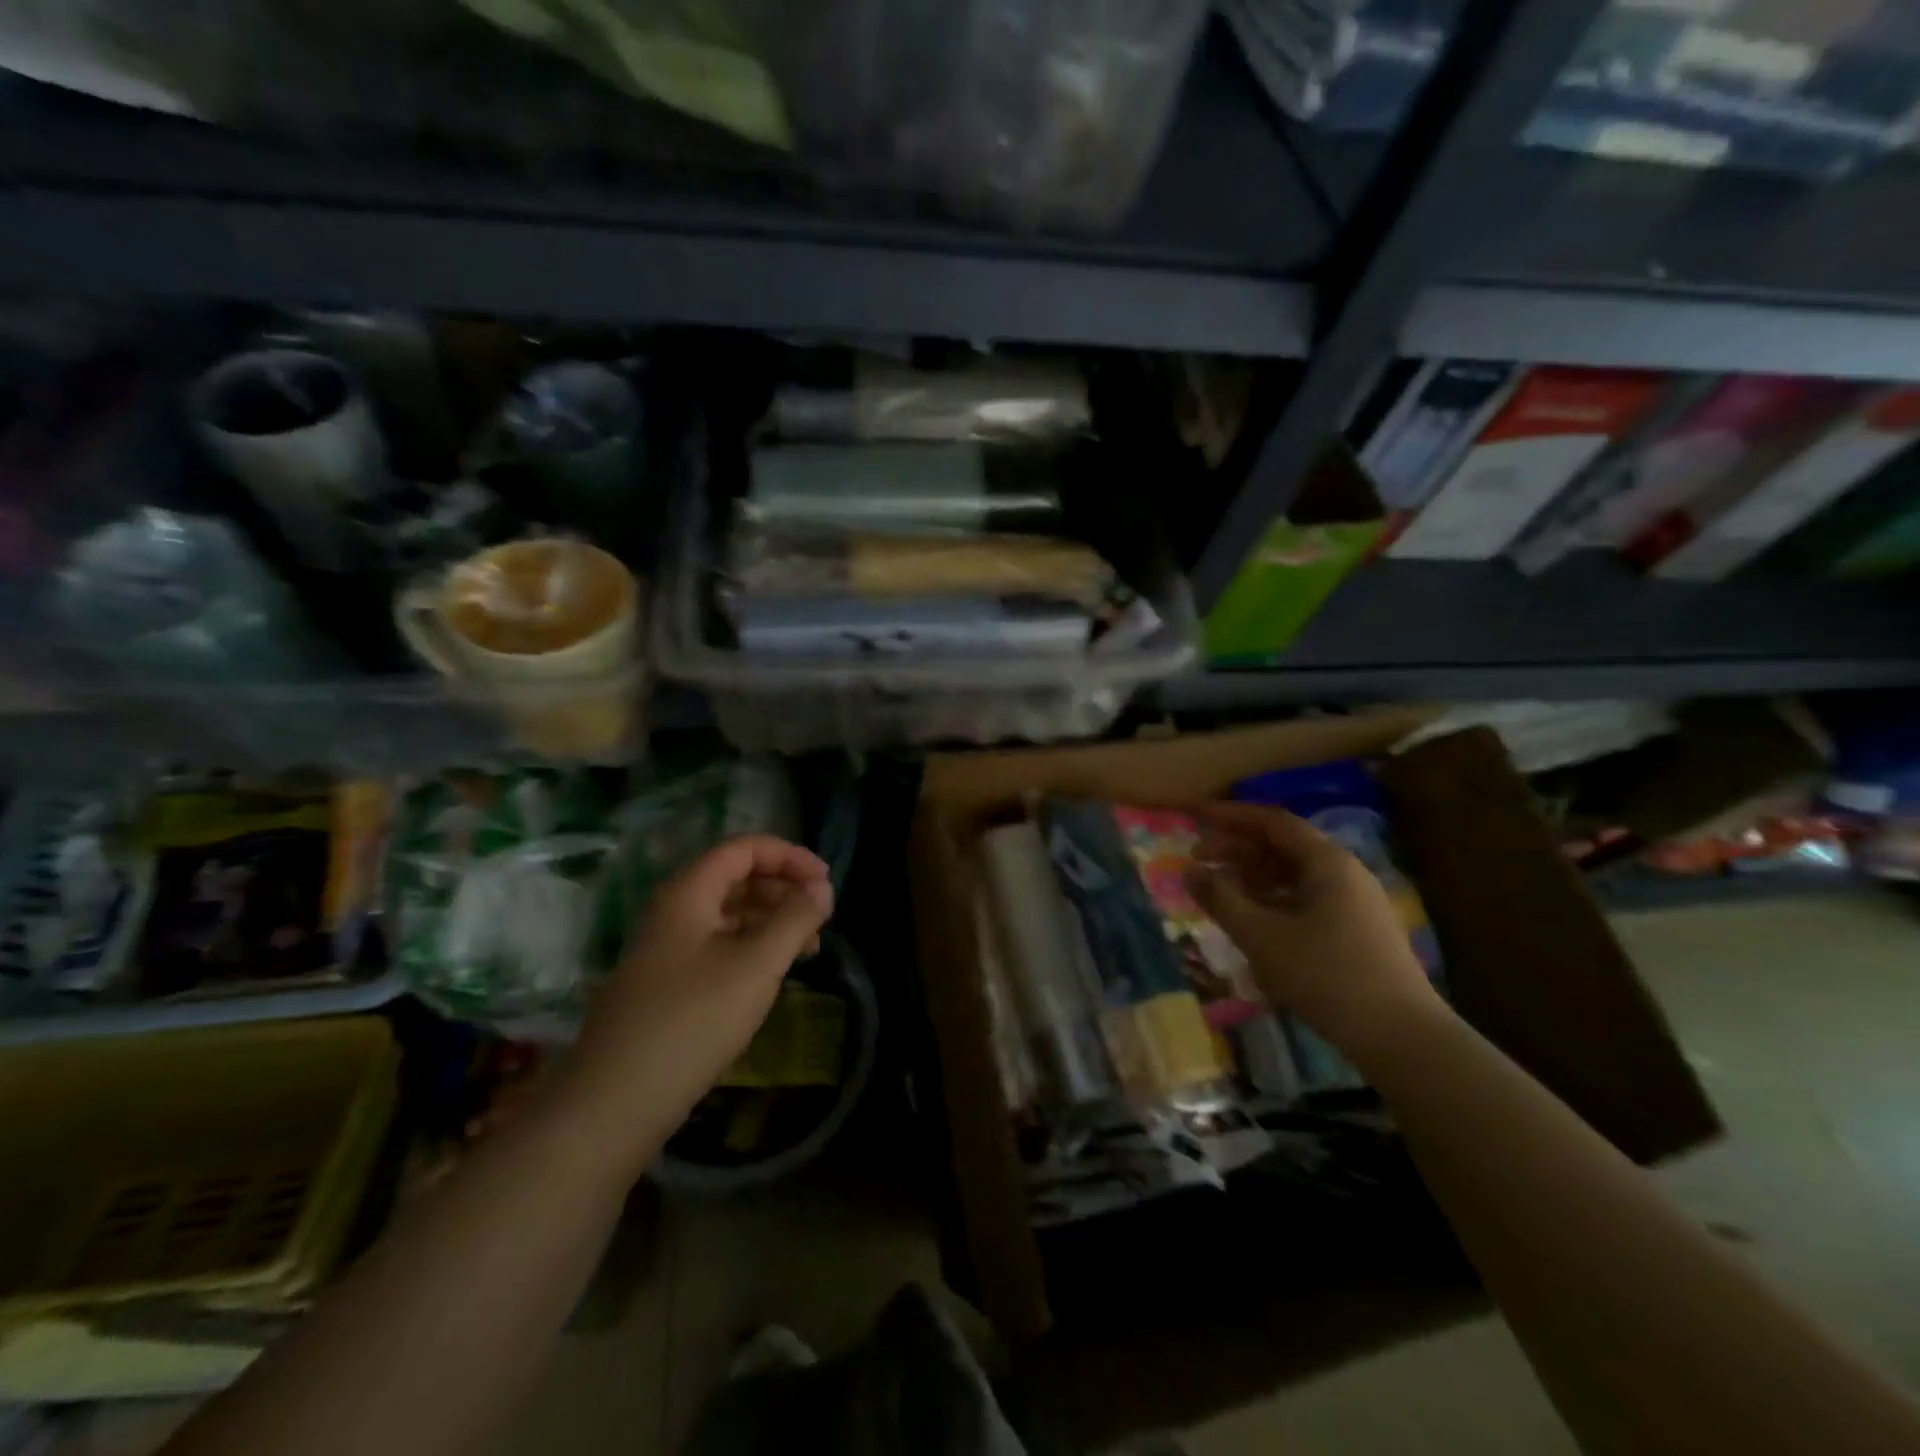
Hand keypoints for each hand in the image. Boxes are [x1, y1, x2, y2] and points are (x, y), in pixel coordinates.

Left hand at [559, 835, 833, 1153]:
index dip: (789, 856)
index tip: (826, 882)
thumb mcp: (757, 964)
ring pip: (728, 913)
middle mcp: (673, 910)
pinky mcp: (668, 982)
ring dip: (771, 920)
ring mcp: (667, 948)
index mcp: (688, 892)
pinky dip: (752, 947)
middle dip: (783, 888)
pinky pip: (718, 945)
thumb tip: (822, 888)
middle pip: (736, 877)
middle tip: (821, 917)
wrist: (616, 1101)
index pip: (744, 848)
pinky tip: (773, 973)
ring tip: (808, 948)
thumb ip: (796, 919)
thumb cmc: (693, 1020)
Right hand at [1185, 802, 1437, 1054]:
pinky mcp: (1358, 931)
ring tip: (1220, 891)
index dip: (1230, 816)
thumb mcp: (1261, 937)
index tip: (1196, 817)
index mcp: (1327, 862)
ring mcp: (1356, 903)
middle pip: (1284, 845)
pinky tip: (1254, 921)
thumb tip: (1189, 870)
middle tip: (1198, 861)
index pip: (1272, 822)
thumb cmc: (1326, 976)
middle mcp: (1345, 872)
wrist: (1402, 1038)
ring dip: (1254, 876)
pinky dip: (1274, 899)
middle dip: (1238, 848)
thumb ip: (1221, 899)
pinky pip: (1307, 898)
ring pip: (1295, 874)